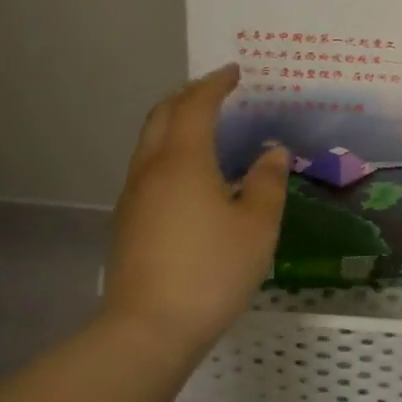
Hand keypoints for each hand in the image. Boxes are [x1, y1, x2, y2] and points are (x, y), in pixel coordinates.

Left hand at [105, 64, 288, 352]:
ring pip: (150, 141)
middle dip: (189, 95)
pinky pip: (149, 166)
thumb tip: (272, 152)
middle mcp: (152, 169)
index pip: (196, 106)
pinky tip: (192, 171)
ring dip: (175, 121)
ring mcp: (135, 196)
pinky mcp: (129, 220)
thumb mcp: (257, 226)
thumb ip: (268, 183)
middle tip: (217, 90)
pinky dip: (170, 149)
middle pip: (163, 115)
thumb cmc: (212, 271)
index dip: (215, 84)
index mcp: (184, 161)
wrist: (149, 329)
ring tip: (205, 124)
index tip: (235, 72)